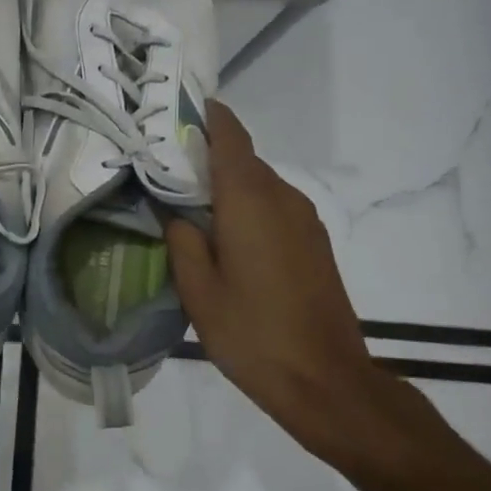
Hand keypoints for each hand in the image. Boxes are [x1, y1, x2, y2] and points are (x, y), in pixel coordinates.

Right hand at [165, 102, 449, 475]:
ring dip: (227, 187)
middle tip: (164, 170)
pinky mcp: (314, 243)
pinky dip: (247, 208)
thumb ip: (182, 240)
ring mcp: (305, 220)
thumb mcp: (198, 290)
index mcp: (250, 200)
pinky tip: (225, 238)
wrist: (326, 380)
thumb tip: (177, 213)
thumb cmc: (252, 333)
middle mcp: (282, 197)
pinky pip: (274, 208)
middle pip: (242, 159)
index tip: (176, 110)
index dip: (205, 117)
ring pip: (259, 185)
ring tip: (190, 207)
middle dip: (205, 157)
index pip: (229, 136)